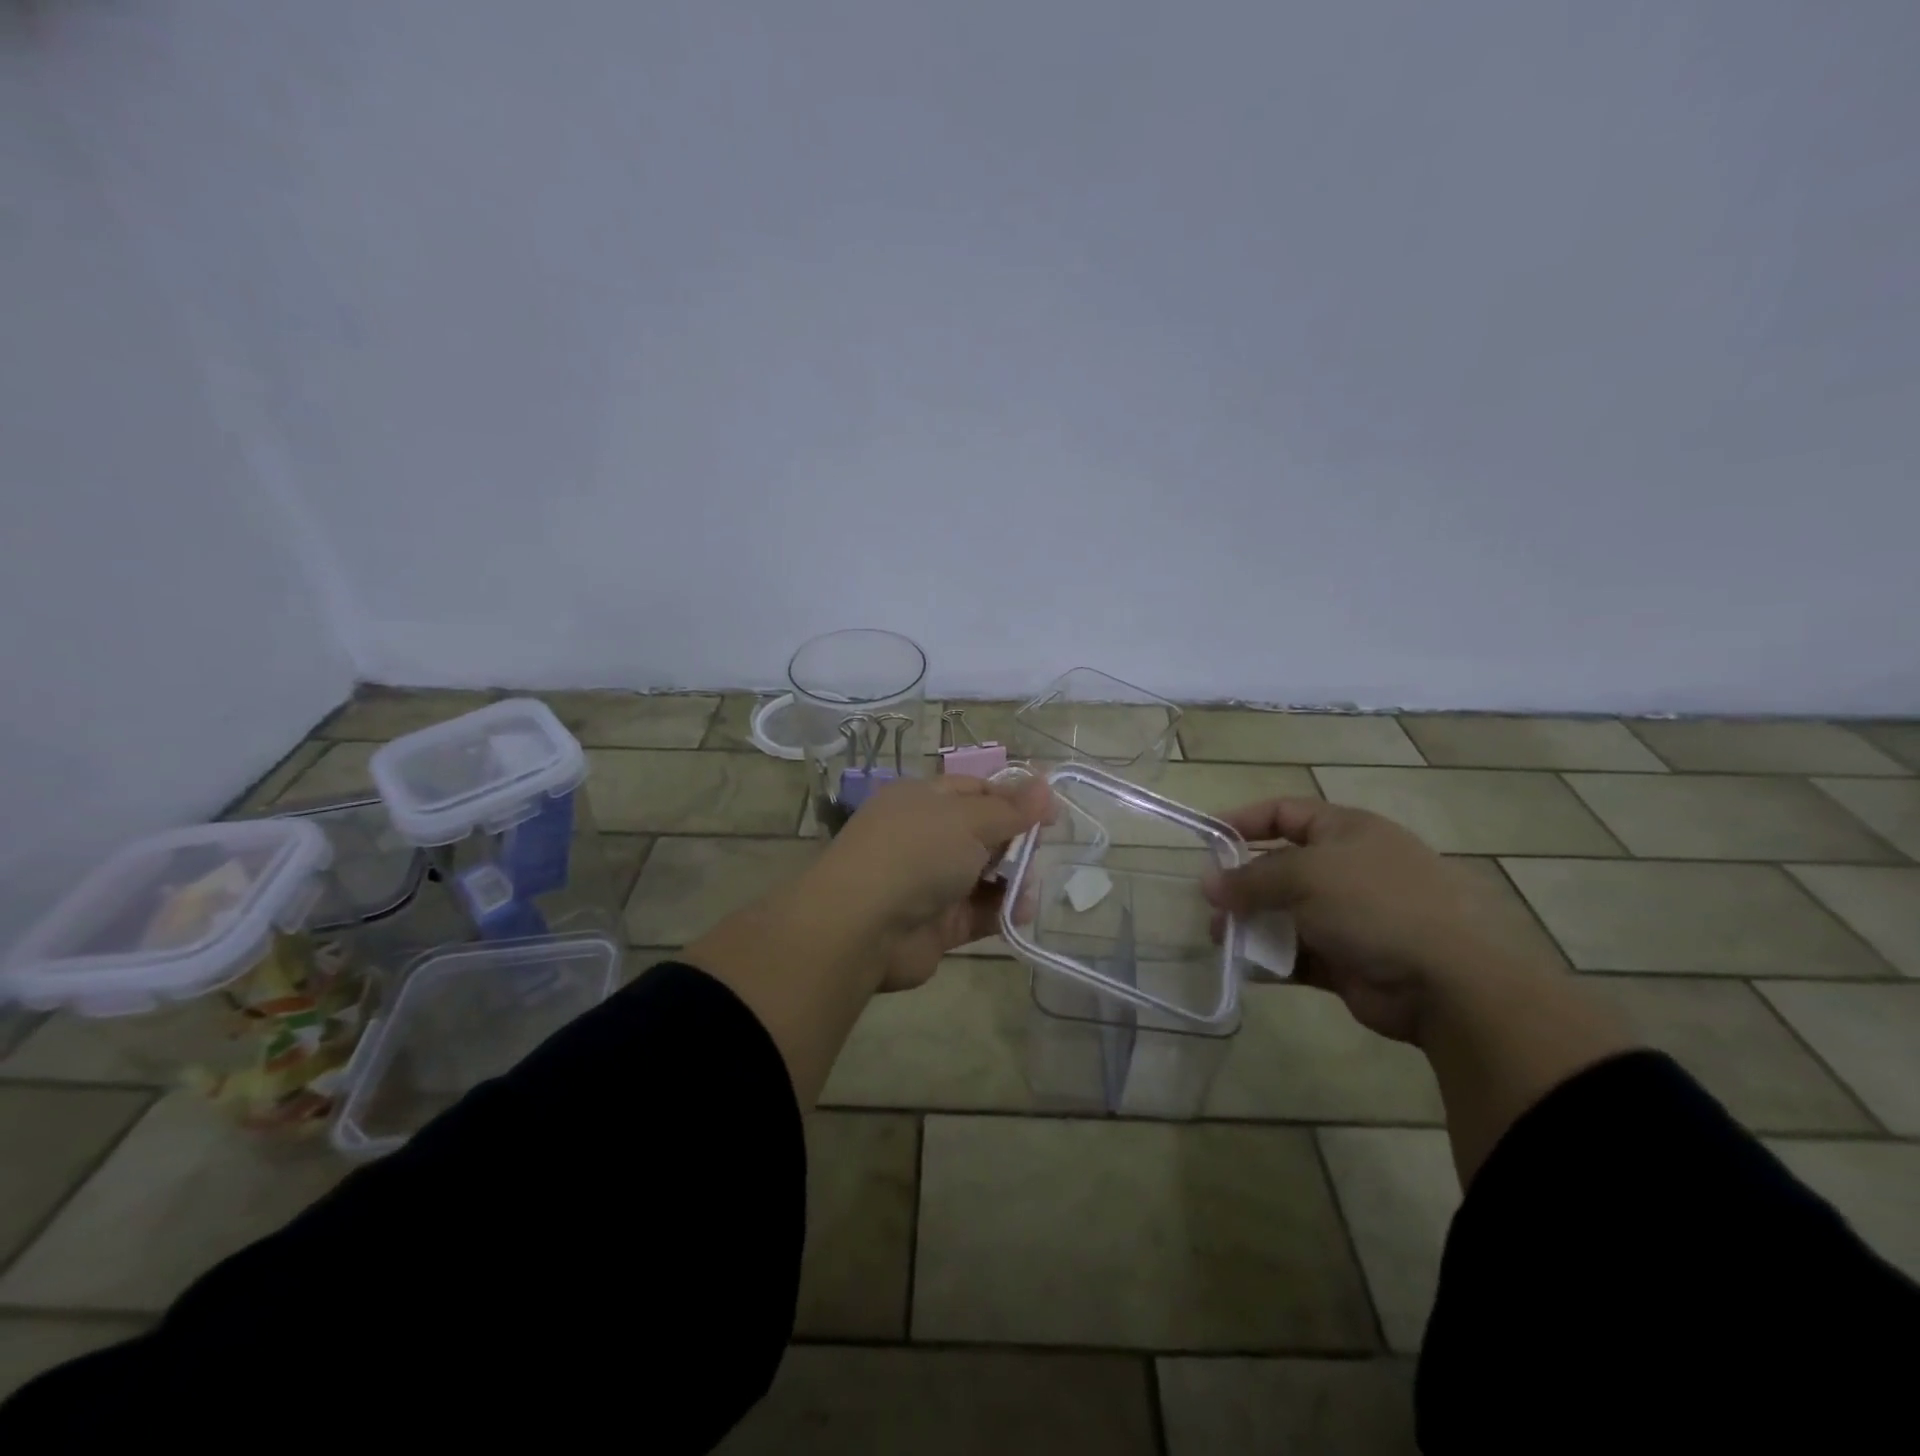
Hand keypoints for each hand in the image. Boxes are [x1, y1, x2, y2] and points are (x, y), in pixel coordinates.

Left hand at [821, 774, 1051, 990]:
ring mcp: (930, 882)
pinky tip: (1020, 913)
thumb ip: (1011, 808)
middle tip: (1034, 854)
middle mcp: (925, 837)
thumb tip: (1045, 784)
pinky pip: (978, 912)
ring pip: (984, 875)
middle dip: (1015, 844)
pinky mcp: (938, 924)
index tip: (1050, 813)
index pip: (976, 791)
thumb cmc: (917, 854)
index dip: (1013, 799)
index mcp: (923, 799)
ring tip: (1026, 890)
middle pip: (984, 834)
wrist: (863, 926)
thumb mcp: (969, 820)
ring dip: (1012, 881)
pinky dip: (1001, 912)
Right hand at [1202, 798, 1515, 1044]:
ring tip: (1219, 937)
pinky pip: (1297, 954)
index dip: (1243, 820)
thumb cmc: (1376, 904)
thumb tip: (1208, 883)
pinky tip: (1243, 967)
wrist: (1450, 982)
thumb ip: (1251, 878)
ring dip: (1250, 923)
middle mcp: (1347, 869)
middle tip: (1208, 900)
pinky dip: (1270, 959)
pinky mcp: (1347, 961)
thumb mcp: (1306, 874)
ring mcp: (1349, 917)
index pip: (1284, 813)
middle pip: (1280, 867)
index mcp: (1345, 831)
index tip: (1205, 837)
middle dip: (1241, 882)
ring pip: (1285, 913)